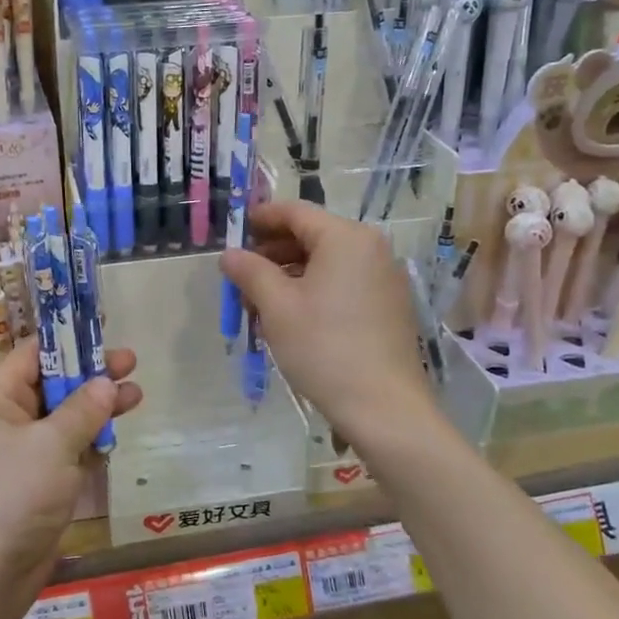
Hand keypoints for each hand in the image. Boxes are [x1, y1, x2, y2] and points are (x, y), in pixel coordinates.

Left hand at [0, 340, 142, 618]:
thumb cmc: (11, 495)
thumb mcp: (52, 444)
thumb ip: (83, 409)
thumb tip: (106, 382)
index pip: (33, 355)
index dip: (69, 341)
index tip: (104, 332)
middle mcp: (2, 421)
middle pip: (51, 385)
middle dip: (90, 376)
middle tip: (131, 364)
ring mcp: (18, 455)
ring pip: (62, 420)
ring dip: (96, 409)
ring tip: (136, 396)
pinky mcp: (34, 486)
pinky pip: (64, 452)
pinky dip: (88, 443)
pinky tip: (115, 435)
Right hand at [221, 201, 427, 440]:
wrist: (384, 407)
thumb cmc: (324, 347)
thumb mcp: (277, 306)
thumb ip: (250, 271)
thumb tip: (229, 254)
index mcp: (346, 238)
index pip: (296, 212)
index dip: (261, 218)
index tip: (234, 230)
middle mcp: (371, 248)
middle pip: (312, 236)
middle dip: (272, 252)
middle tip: (241, 275)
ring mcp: (384, 278)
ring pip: (326, 263)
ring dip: (289, 275)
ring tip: (259, 303)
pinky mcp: (388, 306)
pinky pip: (343, 283)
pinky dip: (313, 290)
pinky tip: (290, 318)